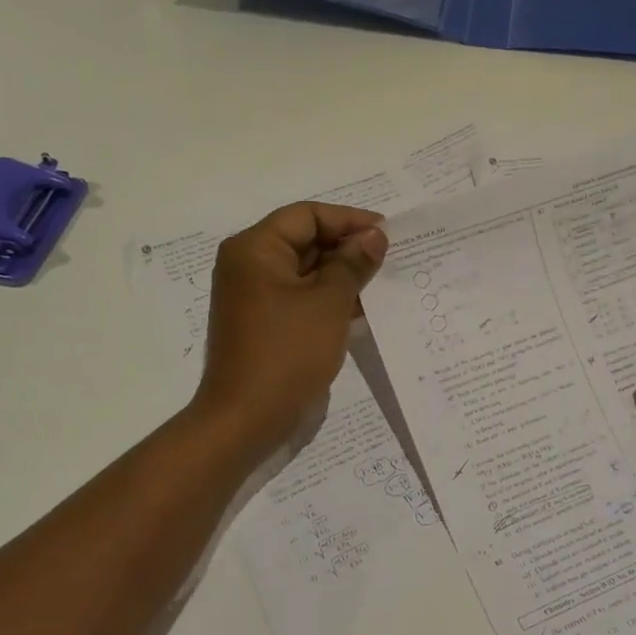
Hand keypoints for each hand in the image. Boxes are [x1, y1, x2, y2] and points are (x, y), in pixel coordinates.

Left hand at [193, 202, 388, 455]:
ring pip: (304, 269)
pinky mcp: (262, 321)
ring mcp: (253, 295)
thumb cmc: (287, 353)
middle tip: (390, 259)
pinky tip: (360, 307)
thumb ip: (353, 263)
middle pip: (304, 239)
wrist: (246, 419)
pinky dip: (327, 297)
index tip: (387, 234)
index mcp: (255, 248)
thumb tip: (374, 236)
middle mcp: (249, 264)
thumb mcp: (329, 303)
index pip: (307, 215)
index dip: (349, 220)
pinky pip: (299, 296)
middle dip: (347, 247)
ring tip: (381, 282)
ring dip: (341, 274)